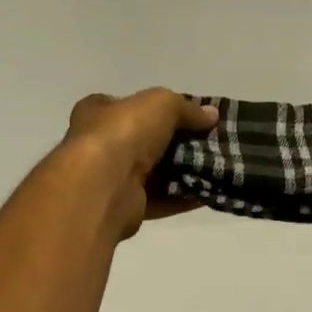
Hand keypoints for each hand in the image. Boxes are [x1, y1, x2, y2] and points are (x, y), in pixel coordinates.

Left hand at [61, 89, 219, 239]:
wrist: (102, 186)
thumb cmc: (124, 132)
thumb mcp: (161, 103)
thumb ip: (187, 108)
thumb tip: (212, 115)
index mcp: (97, 112)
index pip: (126, 105)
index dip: (154, 108)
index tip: (185, 114)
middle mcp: (98, 145)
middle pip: (144, 141)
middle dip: (175, 142)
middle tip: (207, 141)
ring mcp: (110, 179)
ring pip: (153, 172)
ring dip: (182, 171)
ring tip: (214, 166)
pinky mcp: (124, 208)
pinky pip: (159, 200)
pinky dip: (182, 197)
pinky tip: (208, 191)